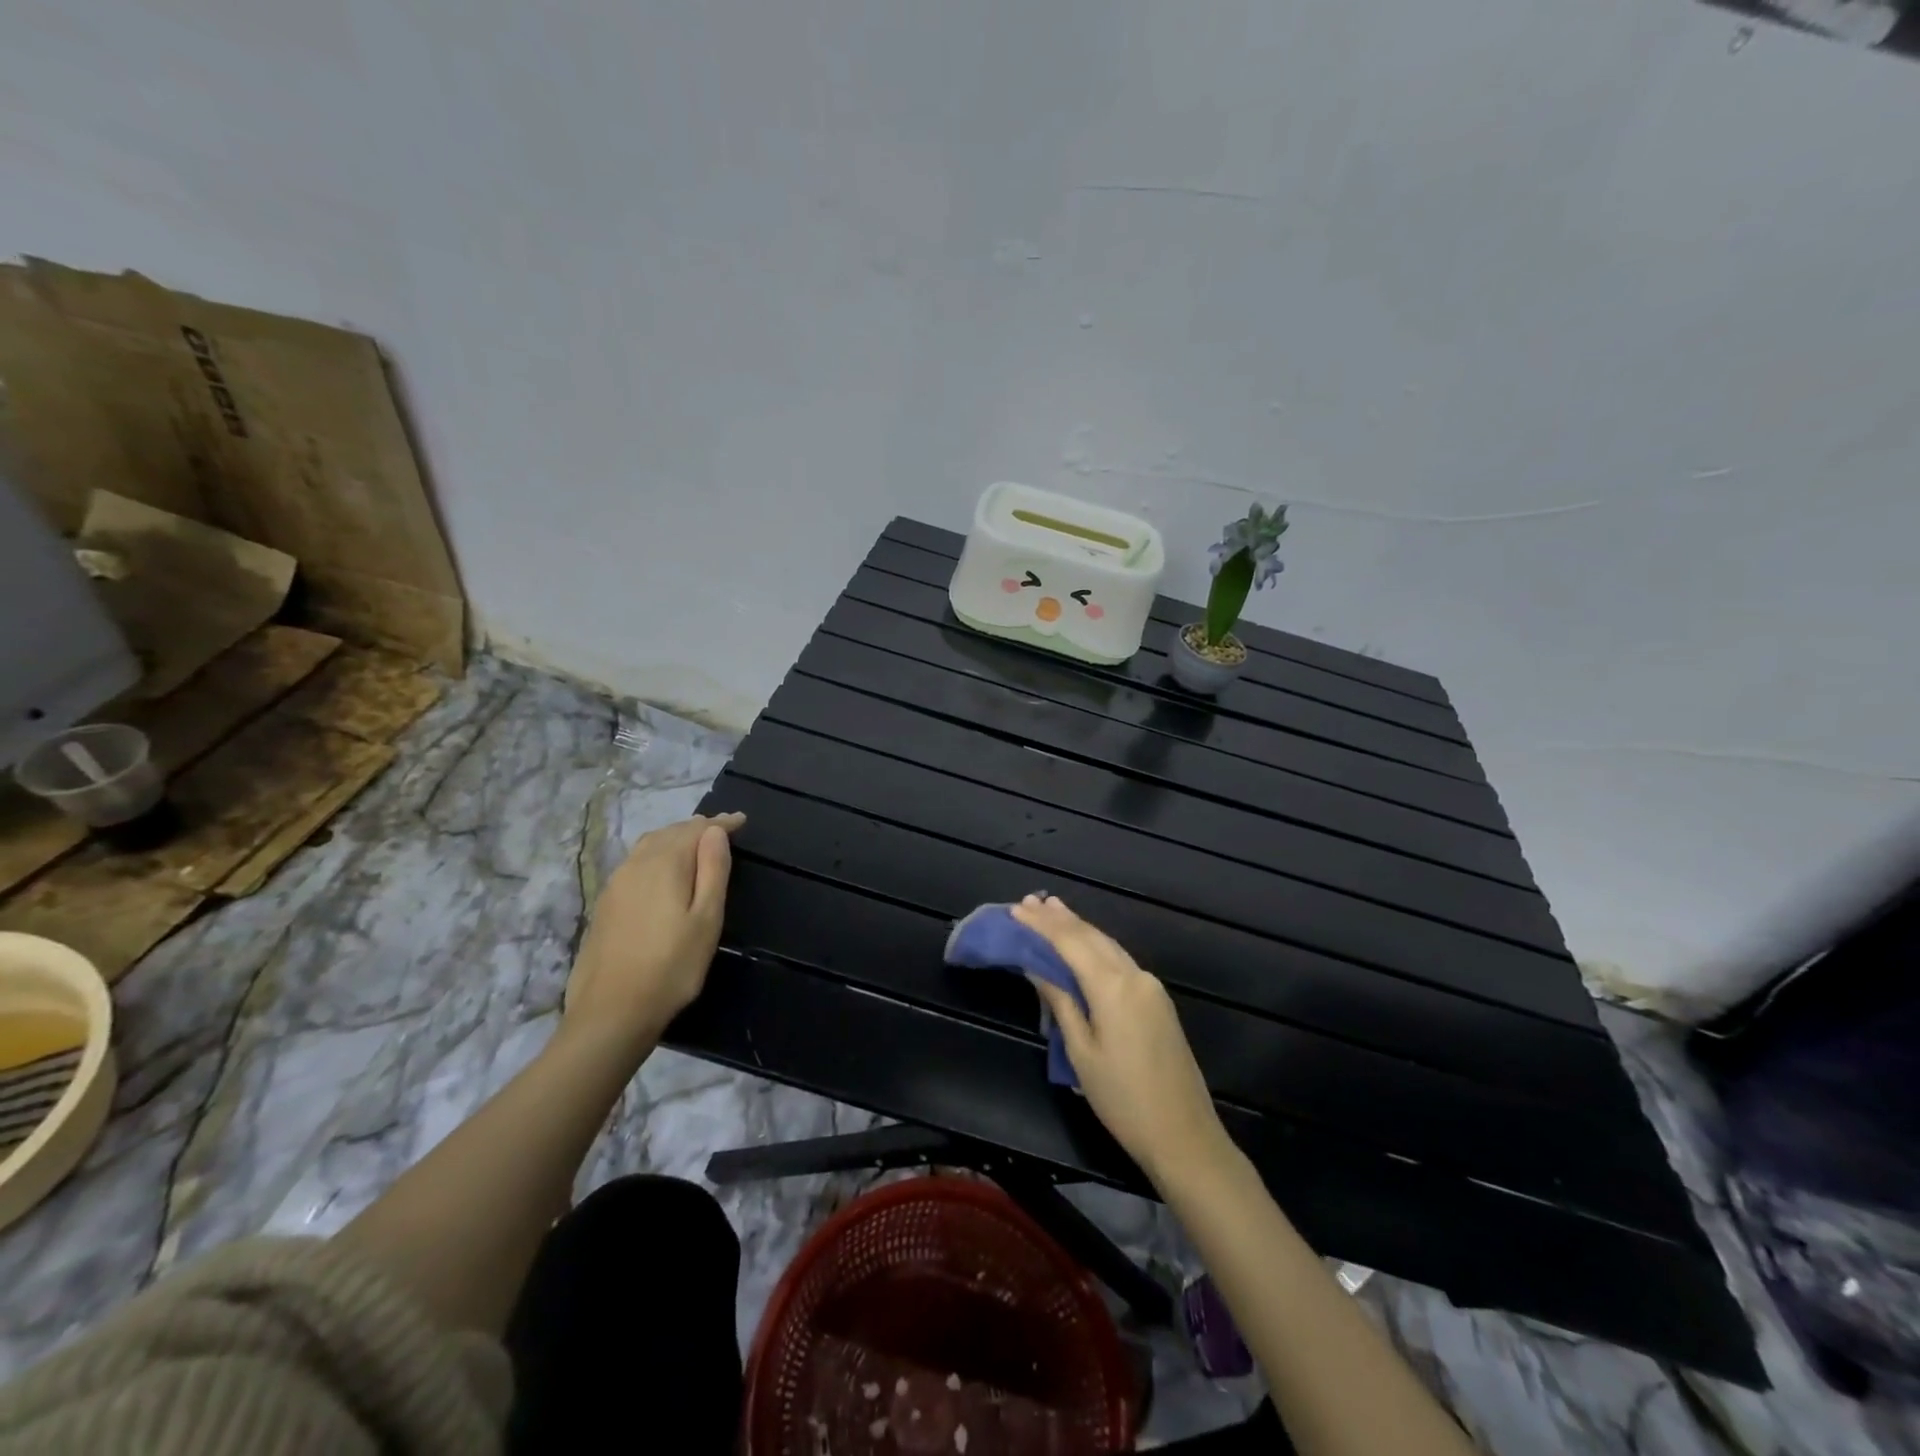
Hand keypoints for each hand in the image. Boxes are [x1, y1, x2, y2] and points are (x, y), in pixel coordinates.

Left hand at [560, 813, 743, 1057]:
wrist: (611, 1012)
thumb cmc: (672, 966)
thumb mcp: (706, 919)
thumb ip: (713, 871)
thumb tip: (715, 831)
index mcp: (665, 864)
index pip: (697, 831)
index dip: (721, 824)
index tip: (741, 820)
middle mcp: (637, 864)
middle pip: (670, 833)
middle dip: (697, 827)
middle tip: (721, 829)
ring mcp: (616, 883)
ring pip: (649, 845)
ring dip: (674, 837)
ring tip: (695, 843)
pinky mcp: (606, 903)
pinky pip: (636, 861)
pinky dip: (657, 853)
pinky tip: (662, 869)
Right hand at [1014, 894, 1230, 1185]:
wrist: (1185, 1136)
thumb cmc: (1123, 1100)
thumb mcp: (1082, 1052)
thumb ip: (1061, 1002)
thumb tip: (1037, 967)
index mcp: (1113, 986)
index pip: (1070, 942)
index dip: (1042, 925)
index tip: (1017, 909)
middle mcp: (1135, 976)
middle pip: (1092, 936)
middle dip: (1060, 919)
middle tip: (1030, 902)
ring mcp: (1151, 986)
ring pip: (1108, 945)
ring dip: (1079, 928)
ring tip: (1052, 910)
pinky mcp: (1158, 1000)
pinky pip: (1120, 961)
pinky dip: (1096, 946)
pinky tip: (1083, 943)